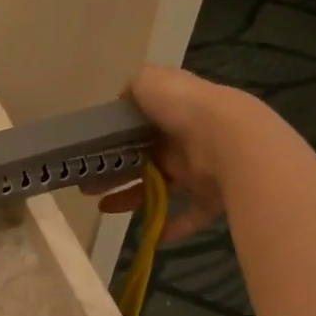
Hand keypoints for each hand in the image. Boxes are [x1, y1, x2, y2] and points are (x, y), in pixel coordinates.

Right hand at [85, 65, 261, 243]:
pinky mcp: (212, 195)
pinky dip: (172, 225)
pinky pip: (191, 214)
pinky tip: (152, 235)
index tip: (91, 154)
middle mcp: (184, 140)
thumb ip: (134, 87)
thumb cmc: (183, 108)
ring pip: (159, 187)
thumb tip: (124, 100)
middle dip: (114, 174)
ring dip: (132, 198)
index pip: (139, 127)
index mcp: (170, 113)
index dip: (114, 140)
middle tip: (87, 187)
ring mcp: (200, 168)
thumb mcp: (150, 81)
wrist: (228, 138)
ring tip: (105, 208)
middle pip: (144, 160)